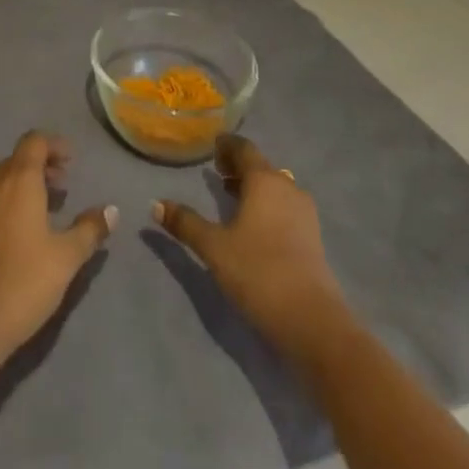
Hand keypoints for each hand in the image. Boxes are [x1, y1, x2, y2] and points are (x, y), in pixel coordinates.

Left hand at [0, 131, 116, 360]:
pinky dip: (7, 202)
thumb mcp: (65, 258)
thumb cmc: (23, 282)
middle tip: (63, 185)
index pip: (34, 141)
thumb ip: (89, 229)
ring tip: (45, 209)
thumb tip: (111, 210)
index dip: (54, 145)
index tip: (71, 159)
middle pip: (18, 159)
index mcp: (17, 179)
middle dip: (41, 166)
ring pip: (1, 180)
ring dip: (24, 185)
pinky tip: (18, 232)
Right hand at [153, 133, 350, 363]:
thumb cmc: (258, 272)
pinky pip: (285, 208)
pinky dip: (268, 206)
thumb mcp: (213, 247)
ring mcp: (305, 214)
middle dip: (238, 167)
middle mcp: (287, 187)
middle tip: (217, 173)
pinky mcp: (314, 239)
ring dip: (253, 188)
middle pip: (261, 166)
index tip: (212, 149)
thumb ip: (185, 223)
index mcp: (264, 179)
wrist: (313, 323)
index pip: (244, 148)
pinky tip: (254, 227)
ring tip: (232, 198)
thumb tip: (155, 204)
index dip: (226, 145)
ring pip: (275, 188)